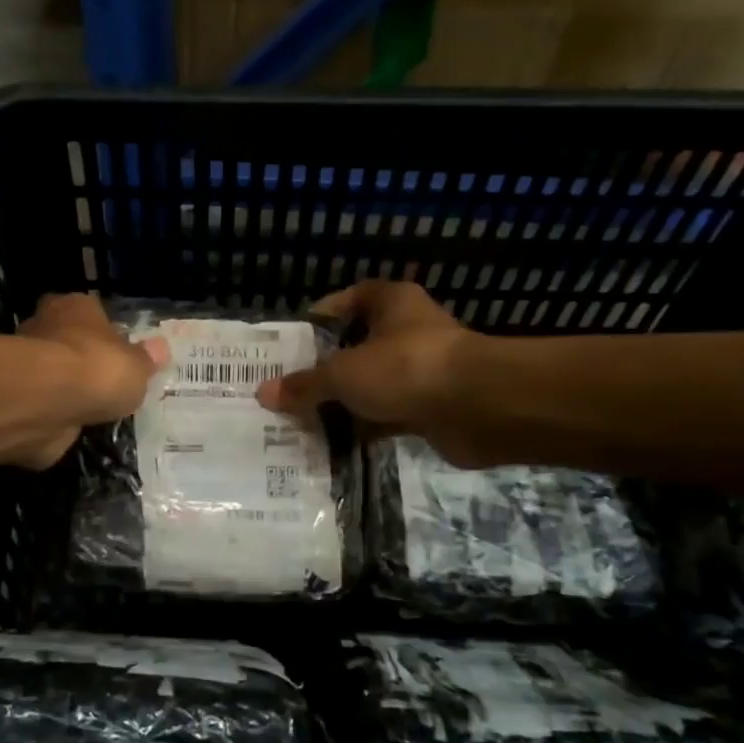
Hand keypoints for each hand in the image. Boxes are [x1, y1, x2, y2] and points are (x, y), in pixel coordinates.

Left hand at [15, 293, 167, 468]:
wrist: (46, 403)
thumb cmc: (98, 369)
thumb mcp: (137, 366)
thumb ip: (145, 359)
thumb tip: (159, 349)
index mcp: (74, 307)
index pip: (90, 311)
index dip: (104, 331)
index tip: (119, 351)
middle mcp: (45, 326)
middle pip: (68, 341)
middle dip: (84, 360)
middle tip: (108, 382)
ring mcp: (27, 364)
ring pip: (54, 375)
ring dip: (69, 390)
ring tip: (96, 409)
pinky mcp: (18, 398)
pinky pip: (45, 404)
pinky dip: (57, 415)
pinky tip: (76, 426)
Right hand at [257, 281, 496, 466]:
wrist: (479, 407)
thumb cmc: (406, 368)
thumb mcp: (344, 372)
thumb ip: (305, 384)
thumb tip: (264, 393)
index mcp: (390, 303)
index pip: (348, 300)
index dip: (320, 317)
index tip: (292, 342)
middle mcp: (407, 330)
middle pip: (357, 346)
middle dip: (325, 368)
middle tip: (289, 388)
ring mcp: (421, 370)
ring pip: (372, 384)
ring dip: (344, 402)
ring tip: (303, 419)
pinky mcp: (430, 406)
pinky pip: (387, 415)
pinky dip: (366, 427)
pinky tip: (335, 442)